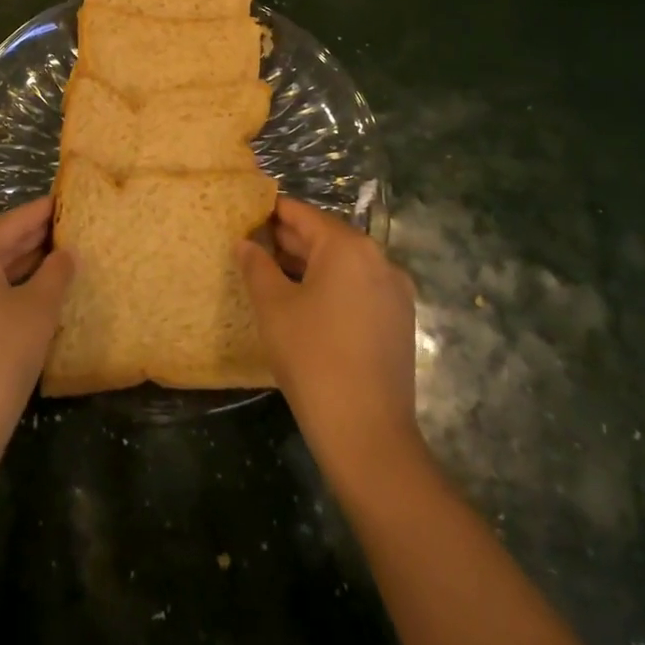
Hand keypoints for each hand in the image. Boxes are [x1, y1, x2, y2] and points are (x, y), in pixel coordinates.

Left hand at [0, 197, 73, 481]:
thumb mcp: (38, 310)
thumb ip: (56, 272)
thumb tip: (67, 253)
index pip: (11, 222)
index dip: (43, 212)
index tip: (69, 199)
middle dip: (33, 239)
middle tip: (72, 228)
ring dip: (21, 265)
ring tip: (61, 256)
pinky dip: (3, 288)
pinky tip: (33, 291)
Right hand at [239, 197, 419, 477]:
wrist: (367, 432)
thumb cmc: (312, 357)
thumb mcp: (273, 307)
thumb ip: (256, 266)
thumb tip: (245, 243)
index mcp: (349, 247)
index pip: (303, 215)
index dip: (271, 212)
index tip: (245, 213)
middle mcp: (379, 259)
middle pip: (326, 238)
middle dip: (288, 240)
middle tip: (251, 245)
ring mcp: (394, 292)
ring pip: (343, 265)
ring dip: (308, 265)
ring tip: (270, 274)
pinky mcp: (398, 321)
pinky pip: (358, 288)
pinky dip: (331, 287)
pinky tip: (304, 304)